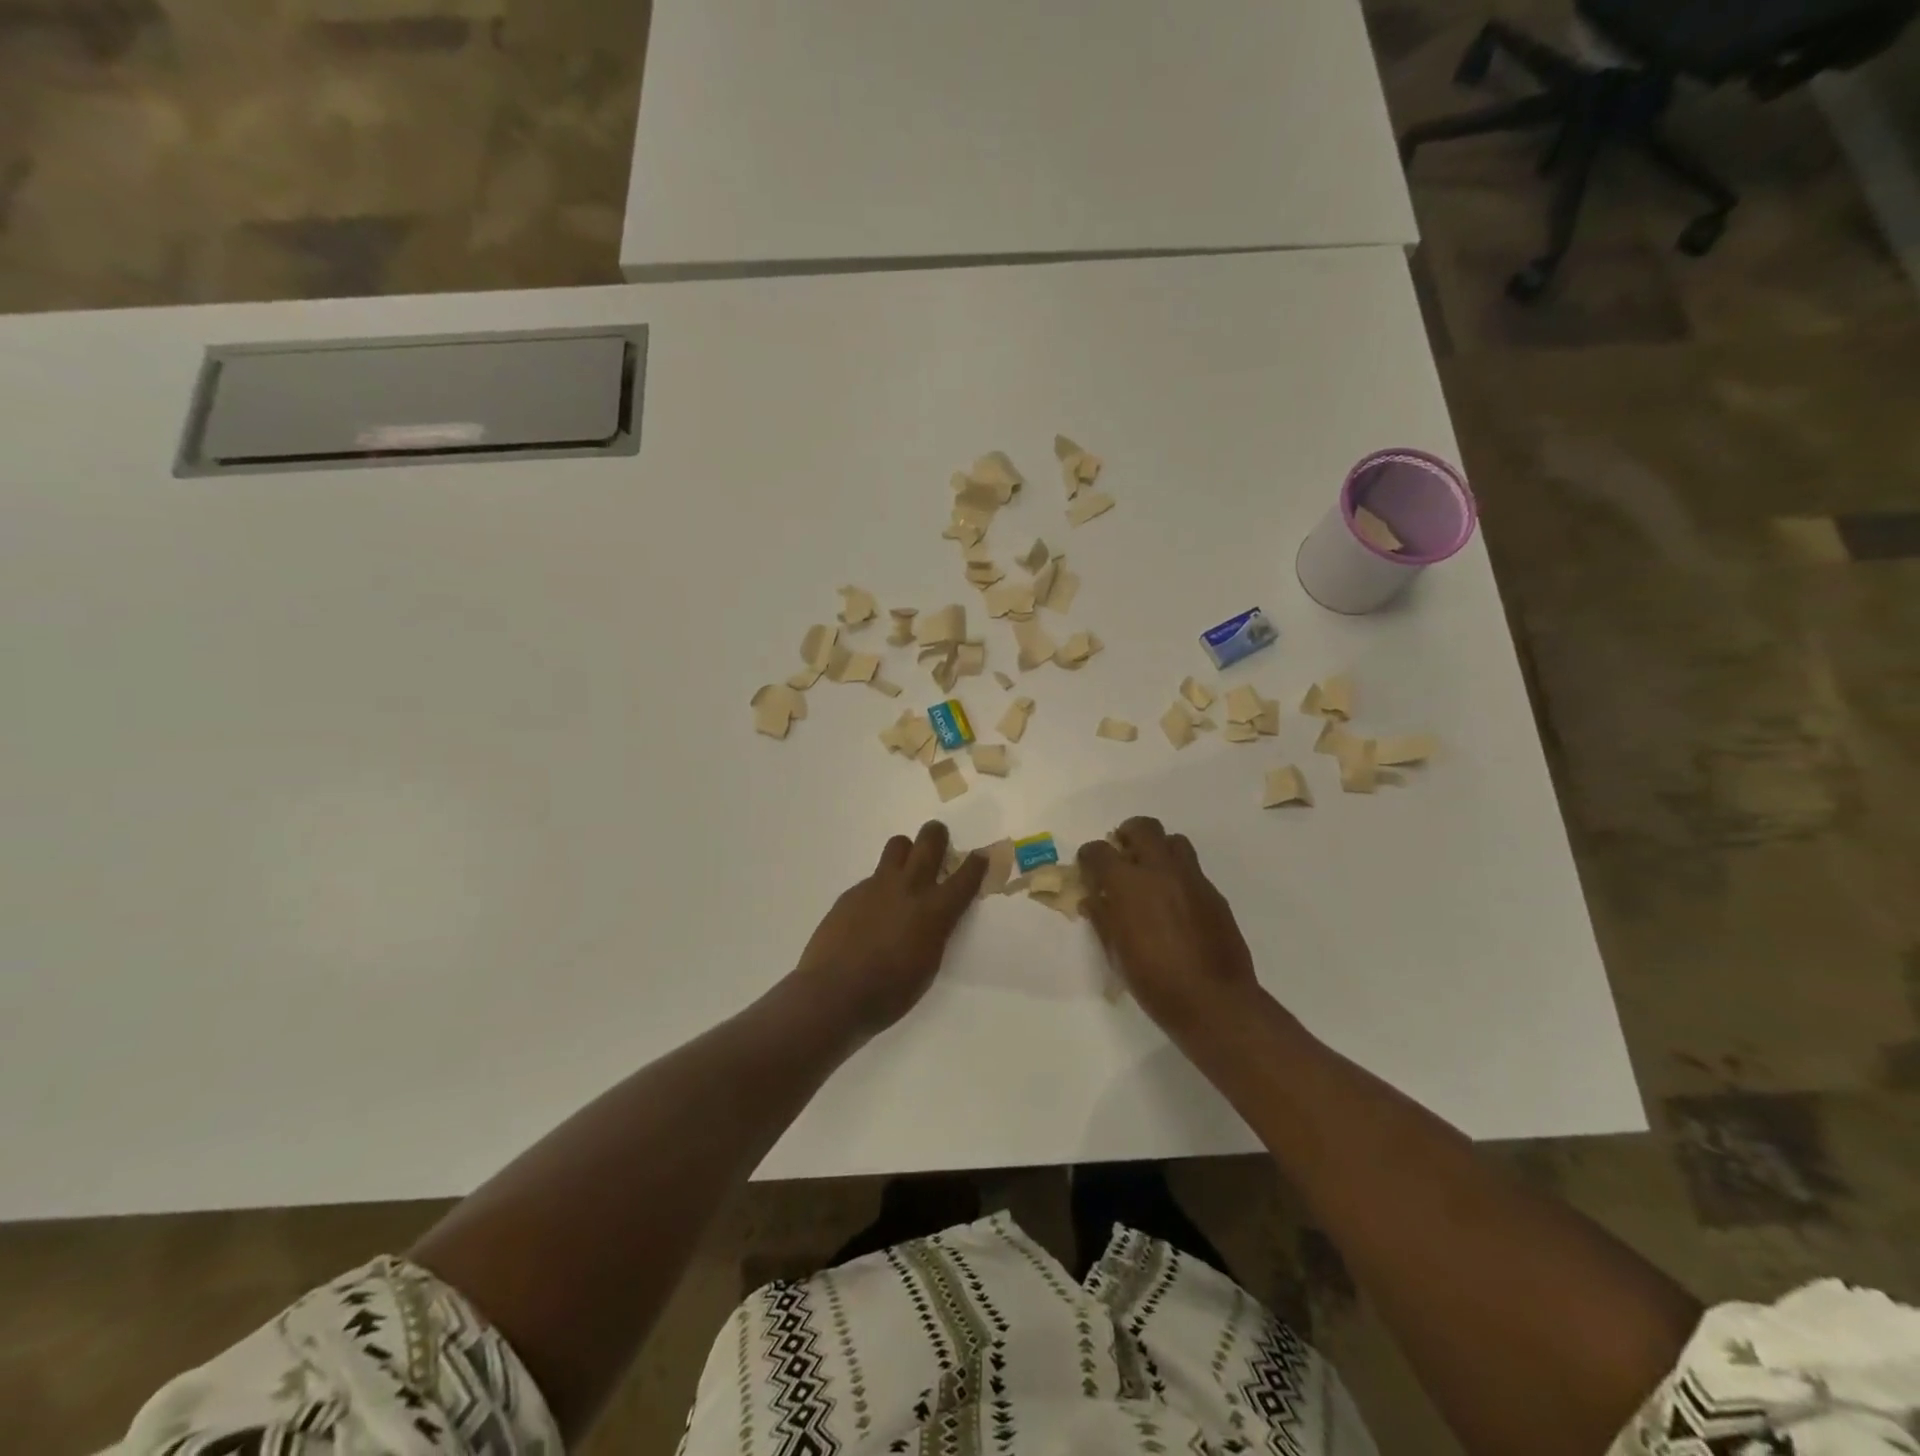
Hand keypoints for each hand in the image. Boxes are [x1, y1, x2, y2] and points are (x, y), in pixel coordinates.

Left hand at [791, 822, 987, 1036]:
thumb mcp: (928, 966)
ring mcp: (878, 886)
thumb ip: (935, 933)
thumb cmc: (889, 993)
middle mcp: (909, 888)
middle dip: (938, 835)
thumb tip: (933, 918)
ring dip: (907, 851)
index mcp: (935, 911)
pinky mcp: (852, 892)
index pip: (964, 878)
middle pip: (929, 841)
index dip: (976, 864)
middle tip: (939, 840)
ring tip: (904, 870)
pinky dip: (880, 886)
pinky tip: (872, 912)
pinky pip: (873, 876)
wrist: (833, 992)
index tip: (980, 855)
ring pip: (898, 845)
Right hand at [1077, 817, 1264, 1038]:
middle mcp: (1160, 871)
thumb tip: (1093, 899)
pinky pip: (1192, 870)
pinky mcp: (1214, 894)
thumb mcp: (1115, 952)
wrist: (1213, 1001)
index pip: (1099, 851)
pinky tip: (1175, 904)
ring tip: (1151, 874)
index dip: (1088, 857)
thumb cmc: (1154, 981)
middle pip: (1143, 828)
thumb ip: (1102, 917)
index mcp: (1128, 884)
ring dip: (1158, 849)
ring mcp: (1192, 879)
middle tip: (1122, 856)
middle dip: (1127, 835)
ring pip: (1174, 841)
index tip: (1087, 869)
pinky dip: (1178, 876)